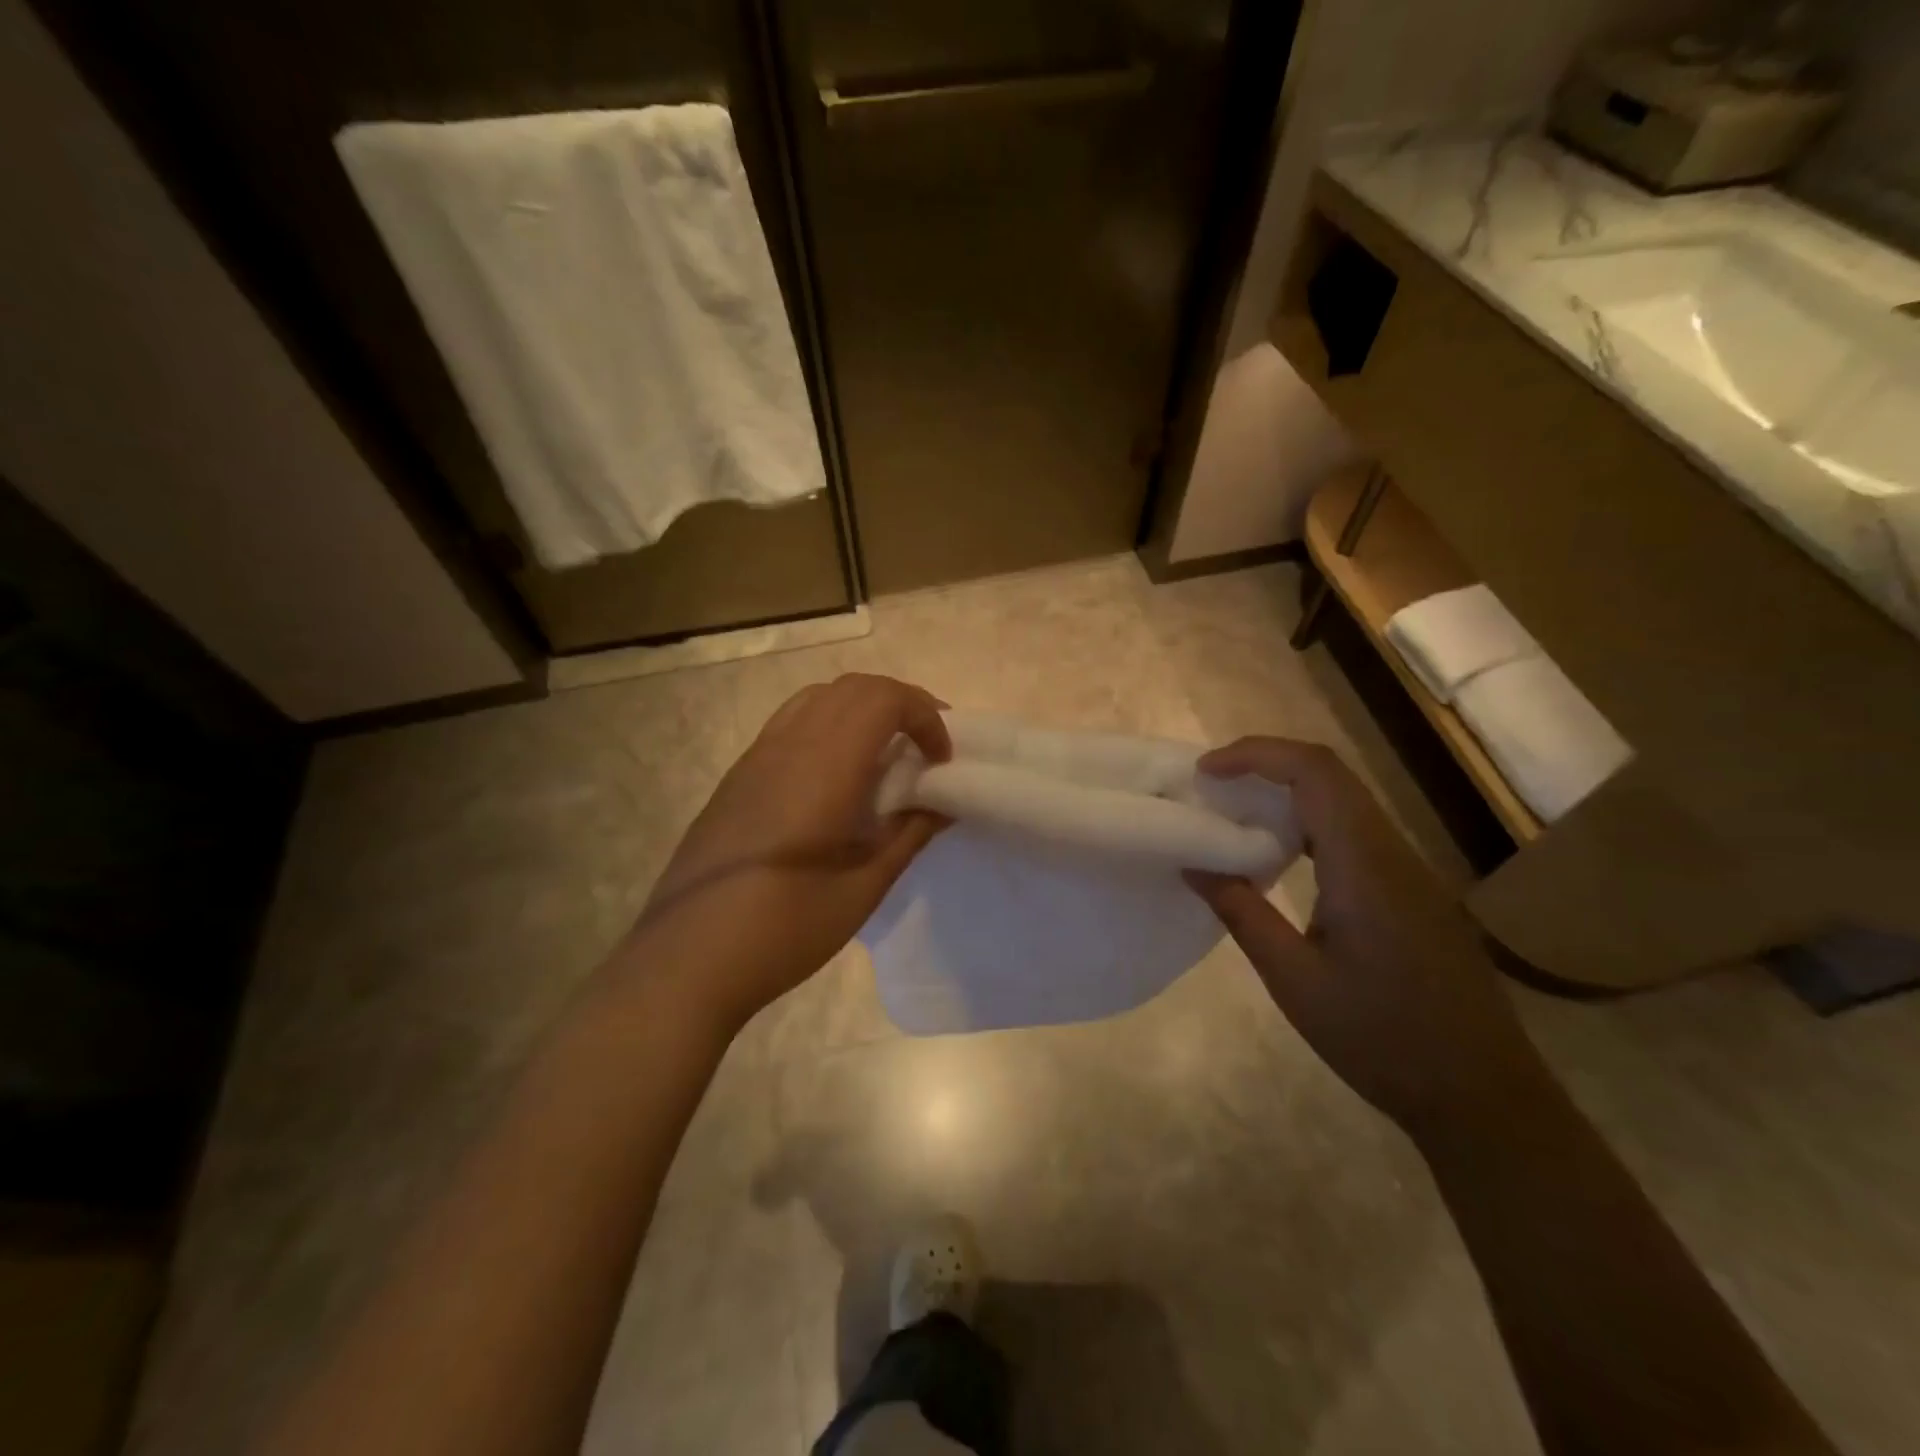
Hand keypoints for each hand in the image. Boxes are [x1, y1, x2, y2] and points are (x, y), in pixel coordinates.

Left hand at [624, 674, 950, 1030]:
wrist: (687, 960)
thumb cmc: (785, 929)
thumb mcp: (863, 888)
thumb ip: (909, 834)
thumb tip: (944, 803)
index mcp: (824, 767)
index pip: (882, 698)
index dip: (925, 716)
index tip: (942, 760)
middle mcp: (788, 745)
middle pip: (853, 688)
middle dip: (901, 704)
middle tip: (927, 747)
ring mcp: (756, 757)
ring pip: (818, 698)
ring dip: (862, 710)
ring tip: (886, 754)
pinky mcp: (738, 776)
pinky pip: (791, 723)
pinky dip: (829, 726)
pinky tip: (837, 779)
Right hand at [1186, 738, 1545, 1140]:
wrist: (1483, 1096)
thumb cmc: (1382, 1040)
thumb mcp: (1295, 981)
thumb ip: (1241, 912)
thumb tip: (1192, 863)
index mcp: (1365, 867)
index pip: (1315, 772)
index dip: (1257, 754)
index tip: (1206, 771)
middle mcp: (1393, 854)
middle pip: (1330, 776)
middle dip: (1265, 765)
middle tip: (1210, 787)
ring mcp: (1410, 872)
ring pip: (1345, 801)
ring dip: (1287, 792)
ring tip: (1234, 815)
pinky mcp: (1413, 892)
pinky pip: (1356, 833)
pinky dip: (1309, 823)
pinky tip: (1280, 858)